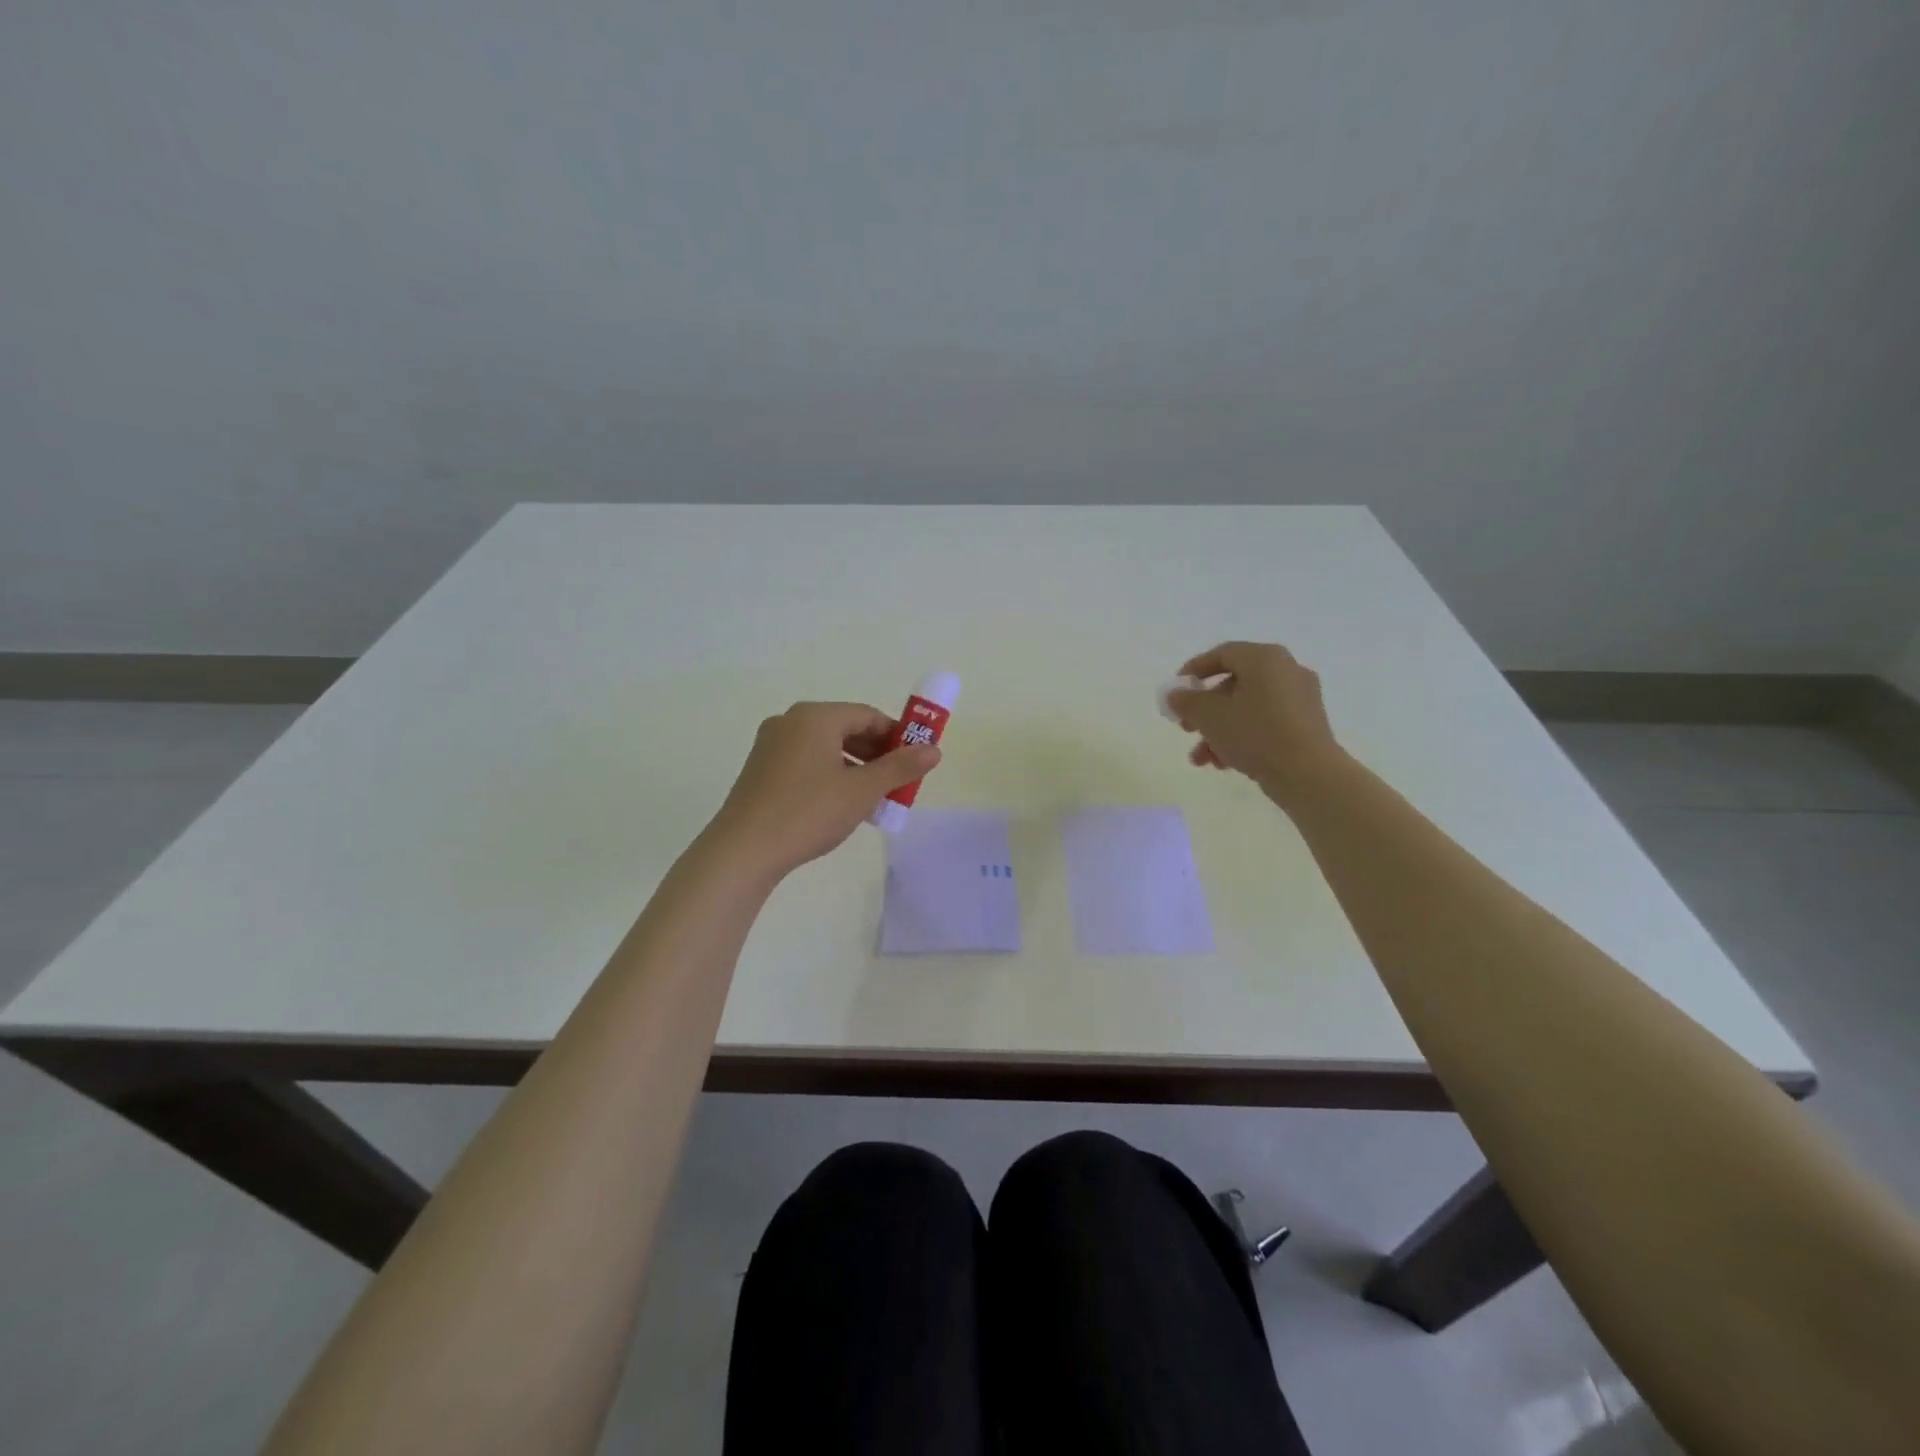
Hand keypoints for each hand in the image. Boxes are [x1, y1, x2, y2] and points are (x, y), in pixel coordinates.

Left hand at [703, 702, 940, 878]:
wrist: (743, 851)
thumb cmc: (808, 813)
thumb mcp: (861, 791)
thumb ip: (900, 767)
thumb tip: (934, 750)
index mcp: (815, 717)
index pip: (868, 716)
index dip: (897, 736)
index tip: (915, 762)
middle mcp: (790, 721)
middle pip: (846, 729)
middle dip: (876, 754)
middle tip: (898, 784)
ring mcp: (771, 745)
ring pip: (826, 748)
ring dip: (855, 768)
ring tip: (873, 799)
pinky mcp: (760, 769)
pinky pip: (806, 761)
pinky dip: (830, 775)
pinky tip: (840, 805)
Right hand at [1164, 642, 1342, 808]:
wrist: (1308, 774)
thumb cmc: (1255, 734)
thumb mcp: (1209, 716)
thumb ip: (1186, 701)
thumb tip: (1175, 695)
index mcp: (1264, 658)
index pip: (1222, 654)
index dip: (1194, 670)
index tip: (1176, 690)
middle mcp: (1286, 670)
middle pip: (1234, 684)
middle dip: (1204, 710)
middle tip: (1185, 728)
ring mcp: (1300, 698)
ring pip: (1247, 708)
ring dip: (1219, 730)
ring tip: (1201, 758)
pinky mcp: (1307, 724)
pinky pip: (1265, 722)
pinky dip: (1242, 737)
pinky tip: (1224, 763)